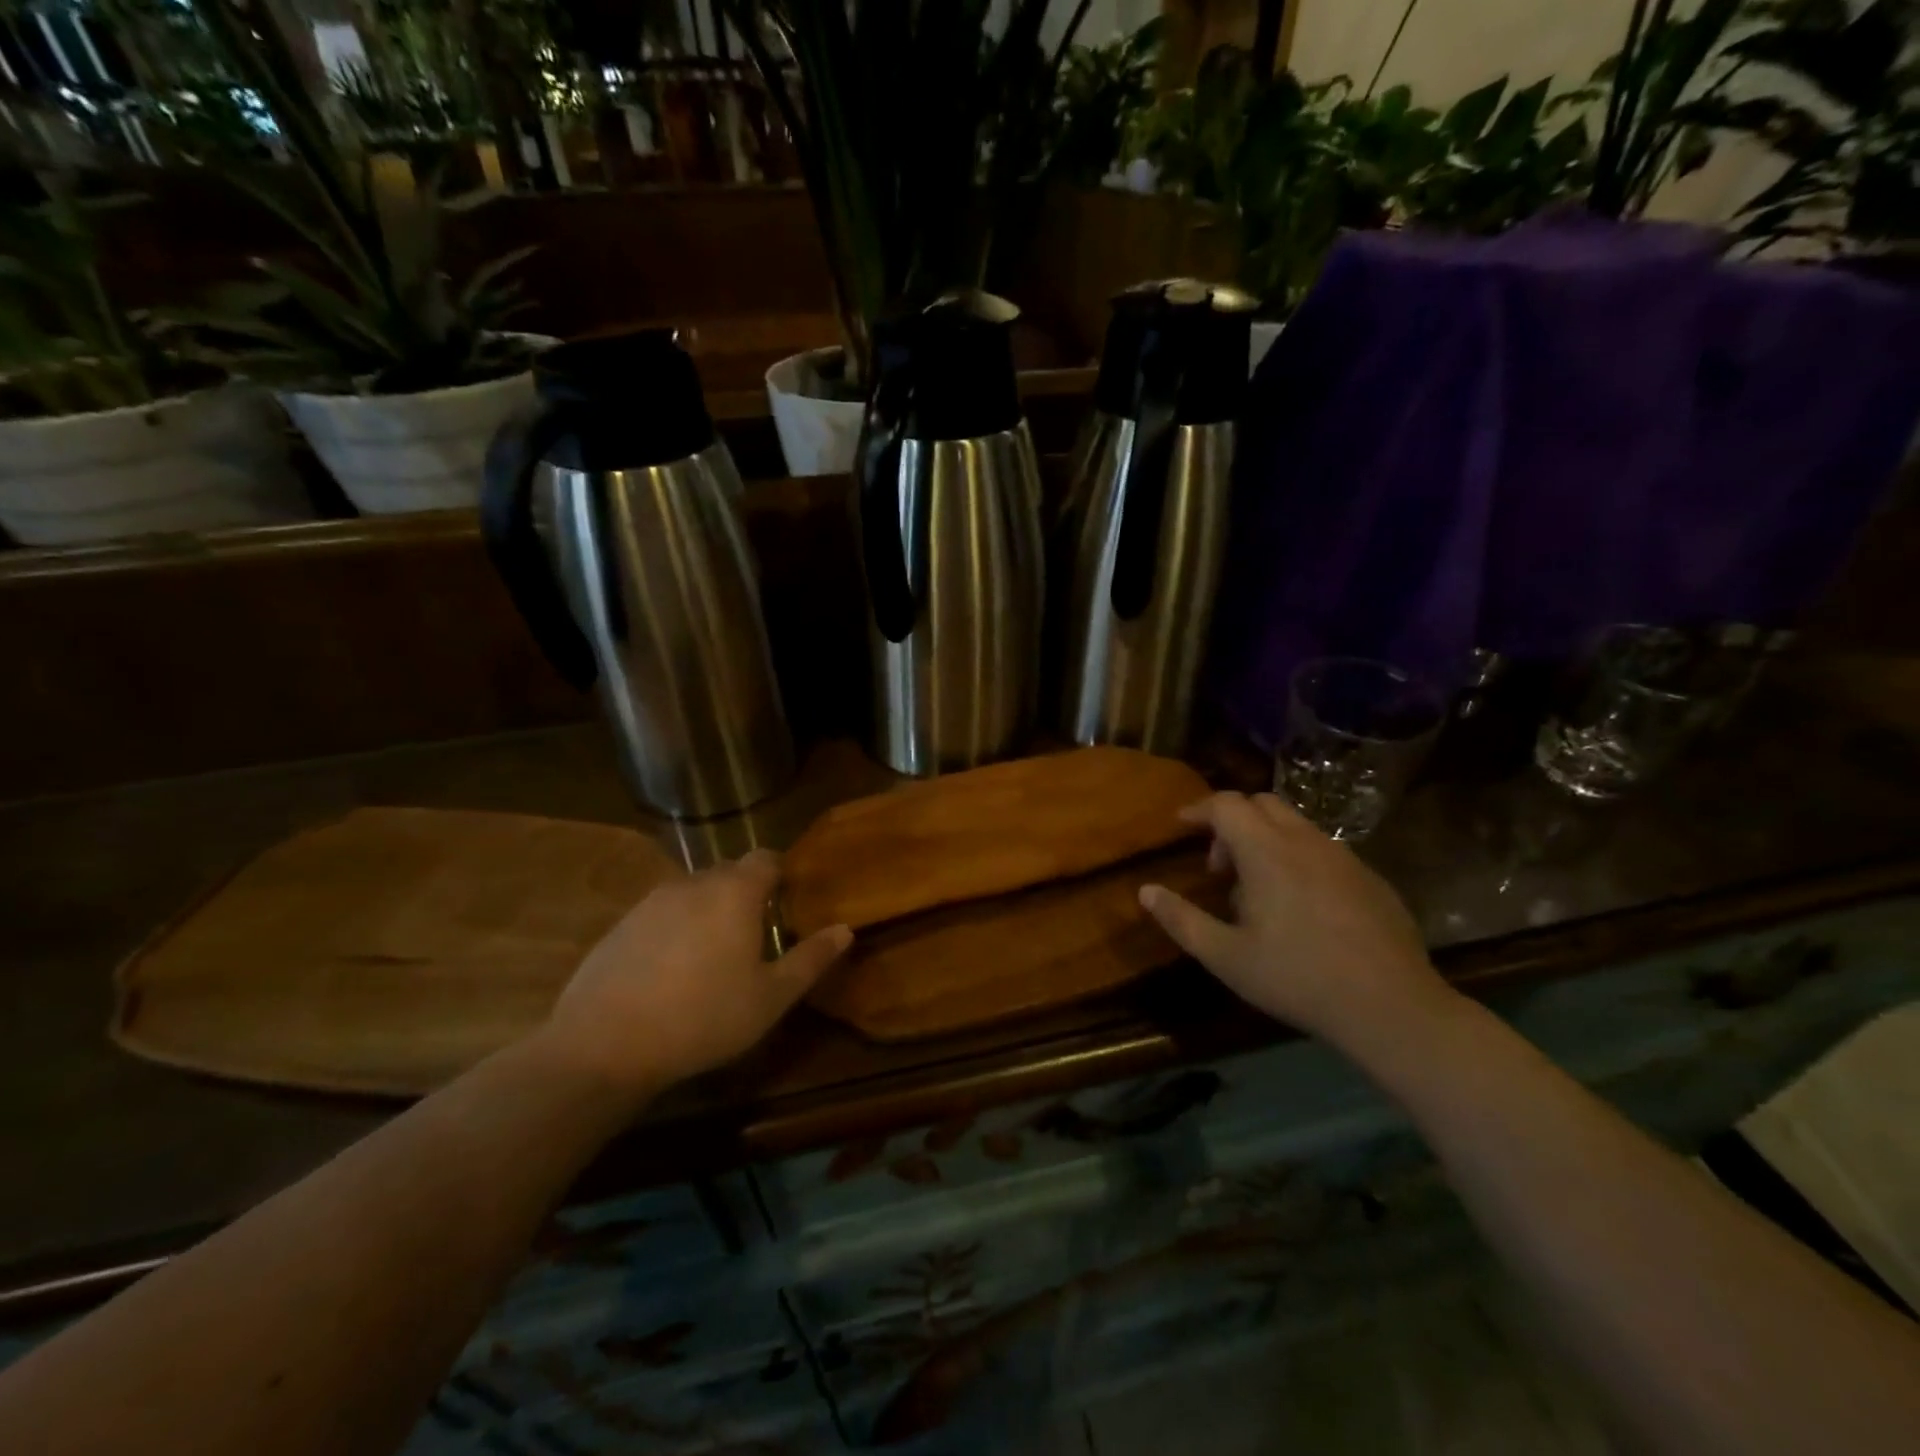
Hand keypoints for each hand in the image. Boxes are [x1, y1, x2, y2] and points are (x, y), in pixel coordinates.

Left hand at [540, 849, 851, 1098]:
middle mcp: (694, 883)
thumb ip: (811, 959)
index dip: (782, 874)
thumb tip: (845, 929)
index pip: (766, 858)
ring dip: (710, 911)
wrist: (604, 1044)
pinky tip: (673, 971)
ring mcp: (651, 901)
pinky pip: (662, 913)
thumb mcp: (771, 997)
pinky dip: (676, 929)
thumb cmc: (704, 1017)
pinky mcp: (621, 924)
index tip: (791, 902)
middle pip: (730, 873)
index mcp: (735, 892)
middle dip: (747, 894)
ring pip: (694, 893)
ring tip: (715, 956)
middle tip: (758, 935)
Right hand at [1139, 792, 1455, 1055]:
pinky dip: (1299, 858)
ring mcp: (1344, 857)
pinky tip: (1302, 907)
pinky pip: (1323, 849)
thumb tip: (1145, 891)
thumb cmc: (1297, 978)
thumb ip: (1181, 919)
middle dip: (1232, 822)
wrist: (1391, 1007)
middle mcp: (1305, 841)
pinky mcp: (1371, 878)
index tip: (1181, 826)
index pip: (1226, 804)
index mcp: (1266, 852)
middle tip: (1220, 866)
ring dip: (1266, 840)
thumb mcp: (1226, 956)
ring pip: (1295, 825)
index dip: (1198, 809)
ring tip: (1258, 890)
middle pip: (1261, 803)